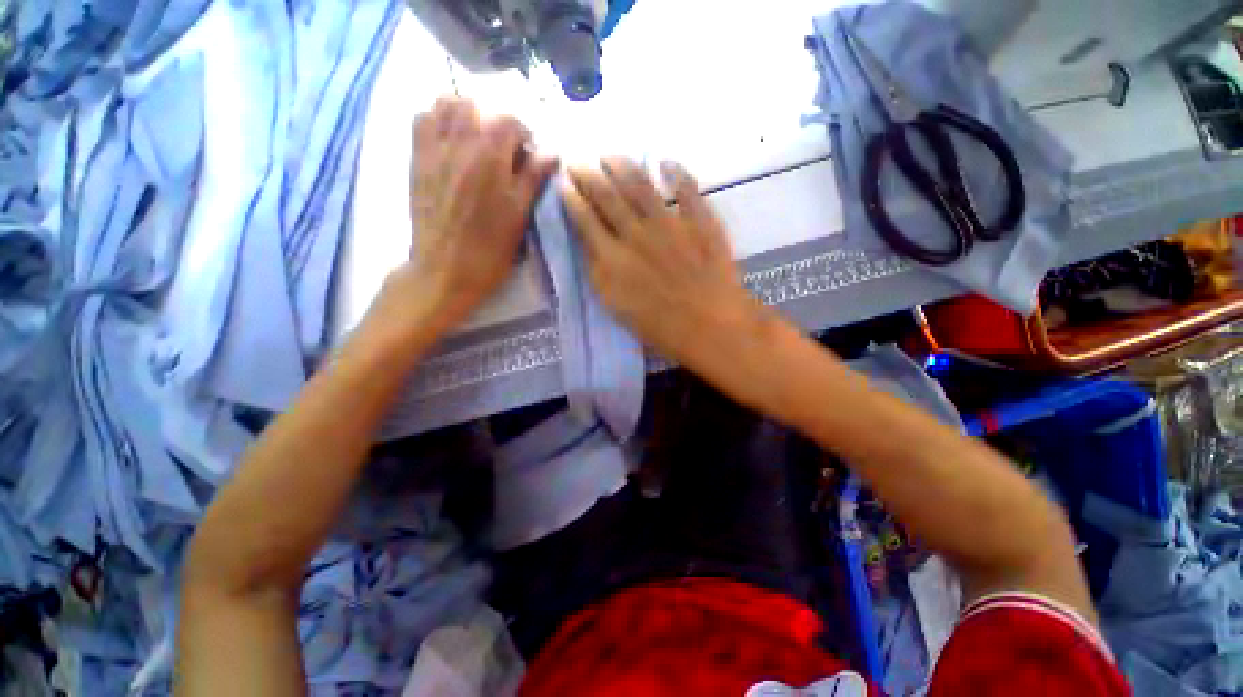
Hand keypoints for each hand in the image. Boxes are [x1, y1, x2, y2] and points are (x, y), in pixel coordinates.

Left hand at [389, 97, 557, 327]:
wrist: (445, 271)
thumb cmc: (490, 249)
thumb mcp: (520, 216)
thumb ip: (533, 179)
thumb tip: (550, 153)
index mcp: (490, 157)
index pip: (510, 121)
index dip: (524, 135)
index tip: (528, 157)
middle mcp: (459, 142)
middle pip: (475, 105)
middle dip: (492, 121)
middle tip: (501, 150)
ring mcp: (433, 149)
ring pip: (444, 105)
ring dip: (463, 115)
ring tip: (474, 142)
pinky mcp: (416, 161)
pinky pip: (421, 120)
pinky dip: (436, 121)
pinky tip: (449, 145)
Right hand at [562, 158, 764, 367]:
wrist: (708, 326)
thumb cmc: (659, 326)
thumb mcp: (615, 305)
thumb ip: (599, 272)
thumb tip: (590, 244)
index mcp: (612, 258)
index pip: (584, 219)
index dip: (571, 199)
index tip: (563, 184)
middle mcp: (636, 233)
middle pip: (607, 196)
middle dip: (588, 175)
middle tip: (578, 162)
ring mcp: (669, 223)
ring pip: (640, 185)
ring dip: (622, 166)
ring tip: (609, 156)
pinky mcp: (699, 221)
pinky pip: (687, 188)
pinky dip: (676, 172)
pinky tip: (666, 162)